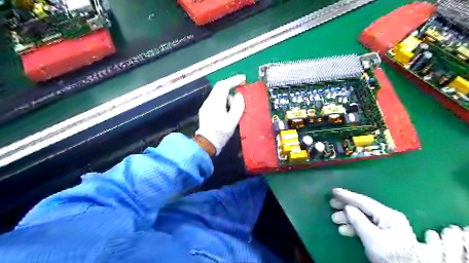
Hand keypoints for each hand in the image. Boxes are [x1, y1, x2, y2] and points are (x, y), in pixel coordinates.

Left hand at [194, 75, 245, 154]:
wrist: (206, 144)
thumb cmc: (220, 133)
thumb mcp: (232, 121)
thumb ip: (237, 106)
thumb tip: (239, 96)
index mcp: (215, 102)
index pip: (224, 85)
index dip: (234, 80)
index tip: (244, 78)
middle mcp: (209, 101)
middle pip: (220, 88)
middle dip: (231, 86)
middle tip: (241, 89)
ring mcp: (206, 106)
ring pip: (218, 94)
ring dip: (228, 96)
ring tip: (236, 106)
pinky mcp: (206, 111)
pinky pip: (216, 101)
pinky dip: (224, 101)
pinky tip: (228, 110)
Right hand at [329, 188, 439, 262]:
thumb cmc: (391, 255)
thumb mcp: (373, 239)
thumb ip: (359, 221)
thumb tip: (347, 207)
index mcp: (388, 215)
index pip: (363, 201)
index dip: (347, 196)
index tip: (334, 191)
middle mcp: (388, 216)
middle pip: (362, 208)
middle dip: (346, 207)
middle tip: (332, 205)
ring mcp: (387, 225)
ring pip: (363, 216)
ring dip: (348, 218)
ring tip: (335, 220)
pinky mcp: (384, 233)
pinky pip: (366, 224)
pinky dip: (354, 226)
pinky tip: (345, 229)